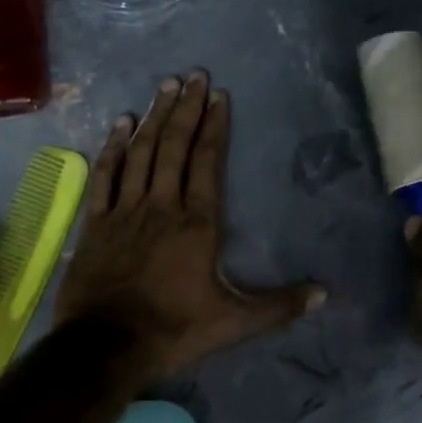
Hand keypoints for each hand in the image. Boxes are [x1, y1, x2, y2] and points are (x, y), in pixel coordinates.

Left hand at [56, 70, 324, 378]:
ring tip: (165, 86)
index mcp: (197, 223)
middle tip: (195, 75)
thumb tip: (325, 294)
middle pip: (174, 146)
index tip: (220, 96)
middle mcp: (162, 205)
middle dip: (186, 109)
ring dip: (154, 117)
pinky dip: (113, 147)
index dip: (215, 127)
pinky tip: (120, 124)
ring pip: (141, 152)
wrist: (105, 346)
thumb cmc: (174, 330)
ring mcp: (125, 210)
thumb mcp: (235, 322)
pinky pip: (106, 175)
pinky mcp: (96, 221)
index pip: (208, 162)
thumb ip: (280, 306)